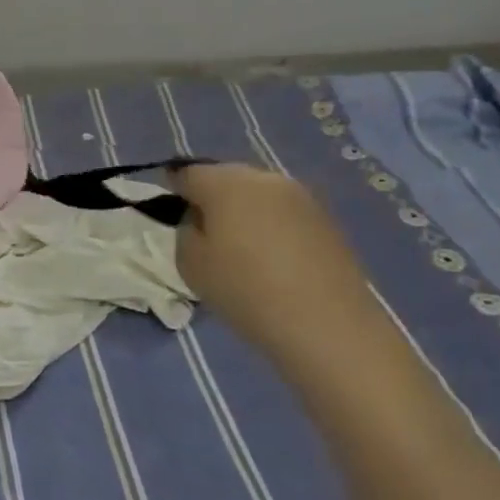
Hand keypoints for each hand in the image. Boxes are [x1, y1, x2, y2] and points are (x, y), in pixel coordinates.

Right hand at [171, 164, 380, 372]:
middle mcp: (263, 177)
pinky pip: (284, 213)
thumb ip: (185, 230)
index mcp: (225, 182)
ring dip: (244, 212)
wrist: (327, 326)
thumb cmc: (245, 290)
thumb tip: (200, 220)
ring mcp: (300, 196)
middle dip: (212, 198)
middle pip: (225, 178)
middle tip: (206, 234)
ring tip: (242, 249)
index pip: (187, 173)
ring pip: (257, 194)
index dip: (174, 190)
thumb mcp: (189, 263)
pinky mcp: (326, 218)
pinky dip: (272, 227)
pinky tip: (273, 259)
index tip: (172, 214)